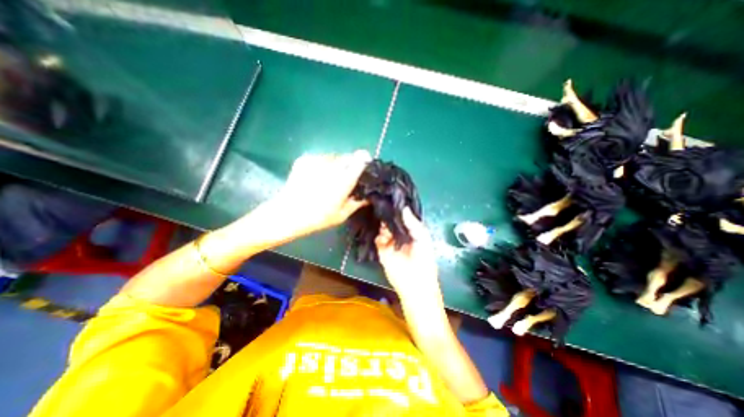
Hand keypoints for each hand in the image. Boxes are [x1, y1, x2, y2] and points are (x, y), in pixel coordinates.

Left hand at [267, 150, 372, 236]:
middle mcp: (332, 165)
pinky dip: (322, 165)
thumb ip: (357, 203)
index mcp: (344, 179)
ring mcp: (317, 160)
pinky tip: (316, 177)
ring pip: (334, 157)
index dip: (364, 160)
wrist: (288, 214)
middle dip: (350, 165)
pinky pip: (320, 158)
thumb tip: (369, 197)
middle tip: (345, 178)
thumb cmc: (318, 217)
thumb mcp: (342, 214)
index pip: (360, 159)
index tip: (364, 166)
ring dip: (336, 165)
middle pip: (348, 156)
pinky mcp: (305, 159)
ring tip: (328, 179)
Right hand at [375, 207, 436, 298]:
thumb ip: (413, 222)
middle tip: (383, 200)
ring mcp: (390, 241)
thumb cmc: (424, 259)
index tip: (393, 196)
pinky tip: (377, 225)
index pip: (404, 217)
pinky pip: (378, 238)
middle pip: (393, 220)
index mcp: (412, 231)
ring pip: (384, 227)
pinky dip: (378, 232)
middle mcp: (400, 234)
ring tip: (378, 208)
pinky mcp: (382, 249)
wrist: (415, 283)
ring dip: (382, 220)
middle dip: (389, 212)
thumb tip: (403, 207)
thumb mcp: (423, 237)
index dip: (399, 208)